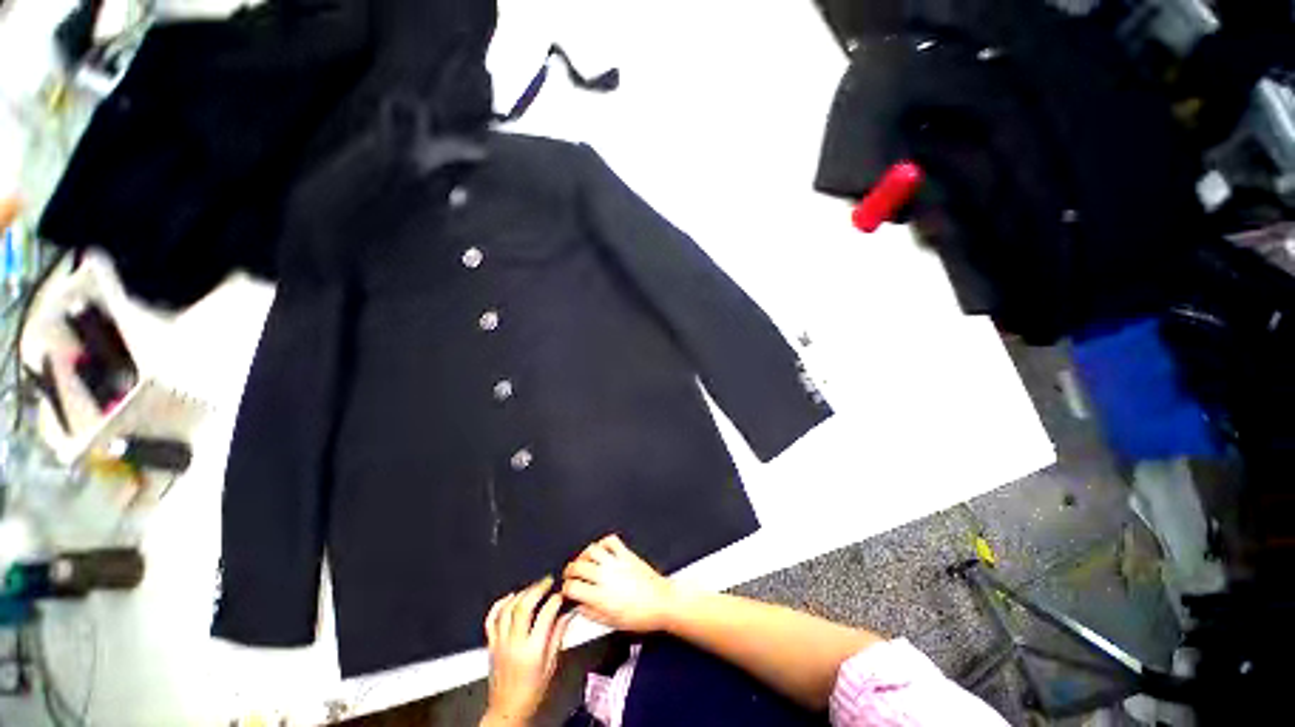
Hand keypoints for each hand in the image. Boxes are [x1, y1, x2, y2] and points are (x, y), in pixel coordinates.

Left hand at [482, 577, 574, 726]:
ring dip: (521, 593)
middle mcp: (514, 644)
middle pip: (523, 607)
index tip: (562, 595)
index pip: (546, 615)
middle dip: (537, 589)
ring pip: (507, 609)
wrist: (508, 710)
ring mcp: (500, 643)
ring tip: (532, 587)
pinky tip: (510, 597)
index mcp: (533, 651)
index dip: (556, 600)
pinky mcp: (491, 644)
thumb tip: (567, 614)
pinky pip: (491, 619)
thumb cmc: (531, 692)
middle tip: (547, 581)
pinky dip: (500, 604)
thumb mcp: (551, 665)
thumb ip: (558, 636)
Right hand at [561, 535, 678, 631]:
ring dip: (583, 555)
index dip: (565, 589)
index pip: (572, 587)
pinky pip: (610, 541)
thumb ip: (591, 614)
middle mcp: (606, 577)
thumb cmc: (641, 616)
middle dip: (569, 571)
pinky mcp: (627, 554)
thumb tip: (579, 607)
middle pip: (578, 566)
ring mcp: (616, 563)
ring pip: (591, 550)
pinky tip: (601, 550)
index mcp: (600, 597)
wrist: (662, 603)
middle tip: (570, 575)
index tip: (567, 590)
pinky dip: (603, 543)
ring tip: (583, 561)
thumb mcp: (611, 623)